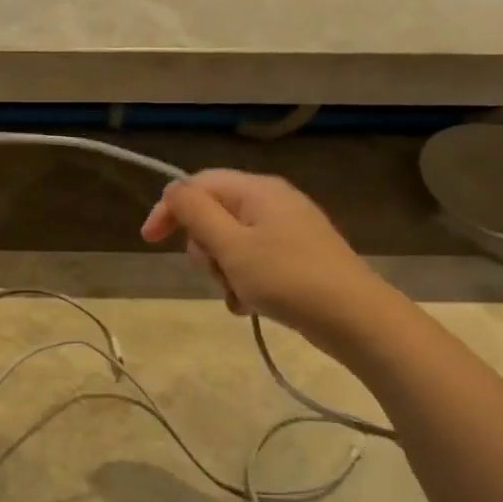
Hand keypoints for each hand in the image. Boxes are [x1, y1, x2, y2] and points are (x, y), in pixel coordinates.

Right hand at [140, 170, 374, 341]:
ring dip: (223, 271)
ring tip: (238, 294)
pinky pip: (253, 263)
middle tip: (216, 271)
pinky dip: (244, 282)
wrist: (353, 317)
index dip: (169, 208)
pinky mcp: (296, 258)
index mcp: (257, 190)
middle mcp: (272, 202)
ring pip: (231, 244)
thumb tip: (173, 189)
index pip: (198, 184)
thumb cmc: (286, 277)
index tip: (149, 241)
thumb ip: (196, 213)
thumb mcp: (231, 245)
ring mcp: (287, 231)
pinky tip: (251, 305)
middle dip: (204, 247)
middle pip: (214, 215)